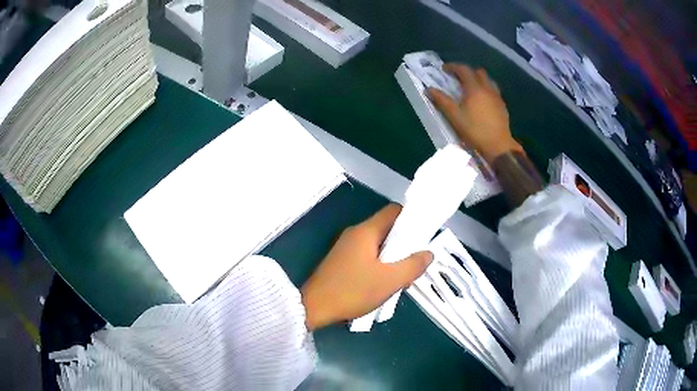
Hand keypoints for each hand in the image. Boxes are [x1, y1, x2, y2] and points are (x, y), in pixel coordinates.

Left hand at [301, 204, 432, 329]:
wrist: (313, 307)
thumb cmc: (353, 291)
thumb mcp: (389, 281)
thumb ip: (412, 265)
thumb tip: (428, 253)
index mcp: (366, 231)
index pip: (394, 211)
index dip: (412, 219)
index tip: (424, 235)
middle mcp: (355, 234)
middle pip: (387, 228)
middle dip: (404, 242)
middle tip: (416, 260)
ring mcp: (346, 247)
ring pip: (377, 244)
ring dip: (393, 256)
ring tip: (403, 274)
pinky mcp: (341, 261)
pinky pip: (367, 255)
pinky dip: (380, 263)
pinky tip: (384, 281)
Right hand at [428, 64, 522, 163]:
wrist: (498, 145)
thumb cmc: (474, 130)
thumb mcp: (455, 116)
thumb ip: (442, 101)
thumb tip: (429, 89)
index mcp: (474, 88)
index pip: (463, 70)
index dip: (453, 67)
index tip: (444, 69)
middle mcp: (487, 88)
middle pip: (478, 72)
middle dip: (467, 72)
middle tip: (458, 78)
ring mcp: (497, 96)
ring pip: (488, 80)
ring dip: (478, 79)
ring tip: (470, 88)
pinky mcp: (502, 105)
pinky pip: (493, 90)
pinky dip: (486, 89)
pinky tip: (482, 100)